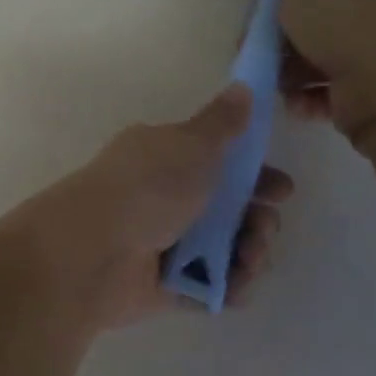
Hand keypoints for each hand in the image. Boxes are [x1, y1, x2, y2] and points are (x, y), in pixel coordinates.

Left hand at [6, 84, 293, 327]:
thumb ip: (222, 123)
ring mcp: (162, 243)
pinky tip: (237, 282)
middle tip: (262, 224)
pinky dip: (230, 286)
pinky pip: (210, 287)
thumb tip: (242, 87)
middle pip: (227, 210)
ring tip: (249, 254)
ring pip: (224, 250)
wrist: (94, 250)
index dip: (255, 175)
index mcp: (163, 157)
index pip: (218, 163)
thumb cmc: (147, 187)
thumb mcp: (190, 144)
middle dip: (258, 218)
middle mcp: (162, 198)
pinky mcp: (165, 285)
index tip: (281, 189)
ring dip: (250, 252)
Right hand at [274, 0, 375, 133]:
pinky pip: (333, 85)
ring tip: (274, 80)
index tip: (267, 12)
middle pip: (323, 19)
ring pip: (324, 55)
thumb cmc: (339, 23)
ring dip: (294, 70)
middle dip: (288, 38)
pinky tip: (294, 99)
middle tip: (260, 48)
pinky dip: (311, 93)